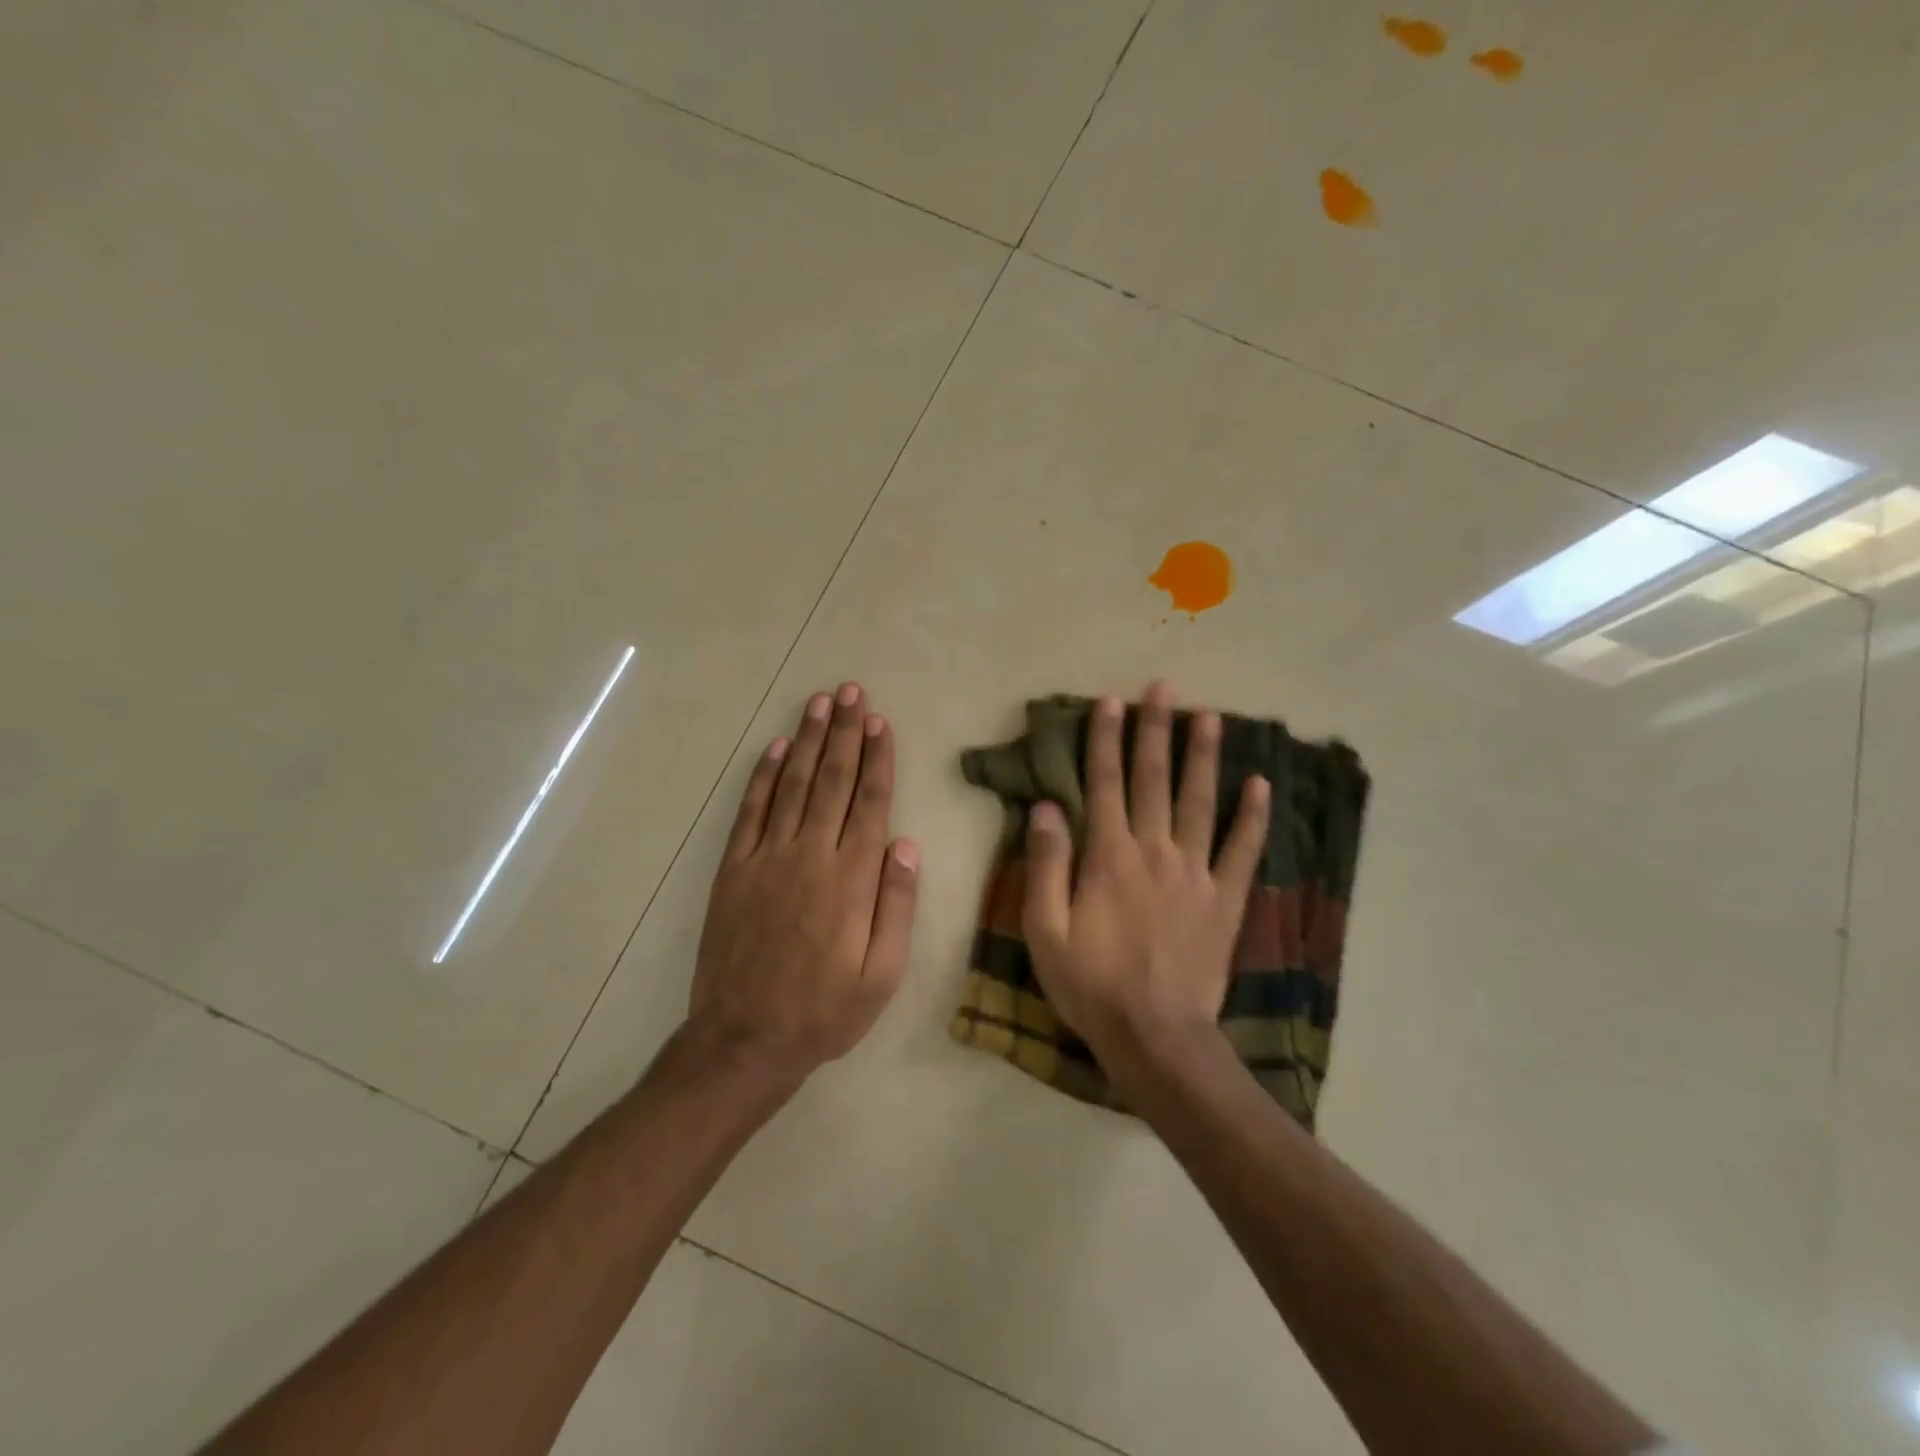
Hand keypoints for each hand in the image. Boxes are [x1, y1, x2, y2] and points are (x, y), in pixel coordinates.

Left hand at [689, 682, 919, 1082]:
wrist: (744, 1039)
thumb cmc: (824, 1011)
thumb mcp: (882, 975)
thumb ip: (896, 906)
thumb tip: (905, 845)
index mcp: (850, 879)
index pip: (869, 802)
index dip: (877, 759)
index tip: (881, 722)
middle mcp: (809, 855)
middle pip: (832, 780)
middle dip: (845, 733)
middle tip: (851, 692)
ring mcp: (766, 858)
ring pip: (793, 785)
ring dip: (808, 741)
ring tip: (820, 703)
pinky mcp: (734, 869)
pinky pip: (751, 811)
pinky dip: (764, 776)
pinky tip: (776, 749)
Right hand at [1022, 681, 1268, 1079]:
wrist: (1156, 1036)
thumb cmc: (1090, 984)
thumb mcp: (1045, 929)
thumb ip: (1046, 864)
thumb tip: (1046, 807)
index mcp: (1109, 856)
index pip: (1105, 783)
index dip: (1105, 740)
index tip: (1110, 702)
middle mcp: (1155, 850)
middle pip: (1154, 779)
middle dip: (1156, 730)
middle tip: (1163, 688)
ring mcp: (1196, 872)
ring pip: (1201, 801)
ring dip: (1204, 756)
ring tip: (1210, 716)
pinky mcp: (1225, 898)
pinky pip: (1243, 849)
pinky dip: (1253, 815)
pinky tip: (1262, 784)